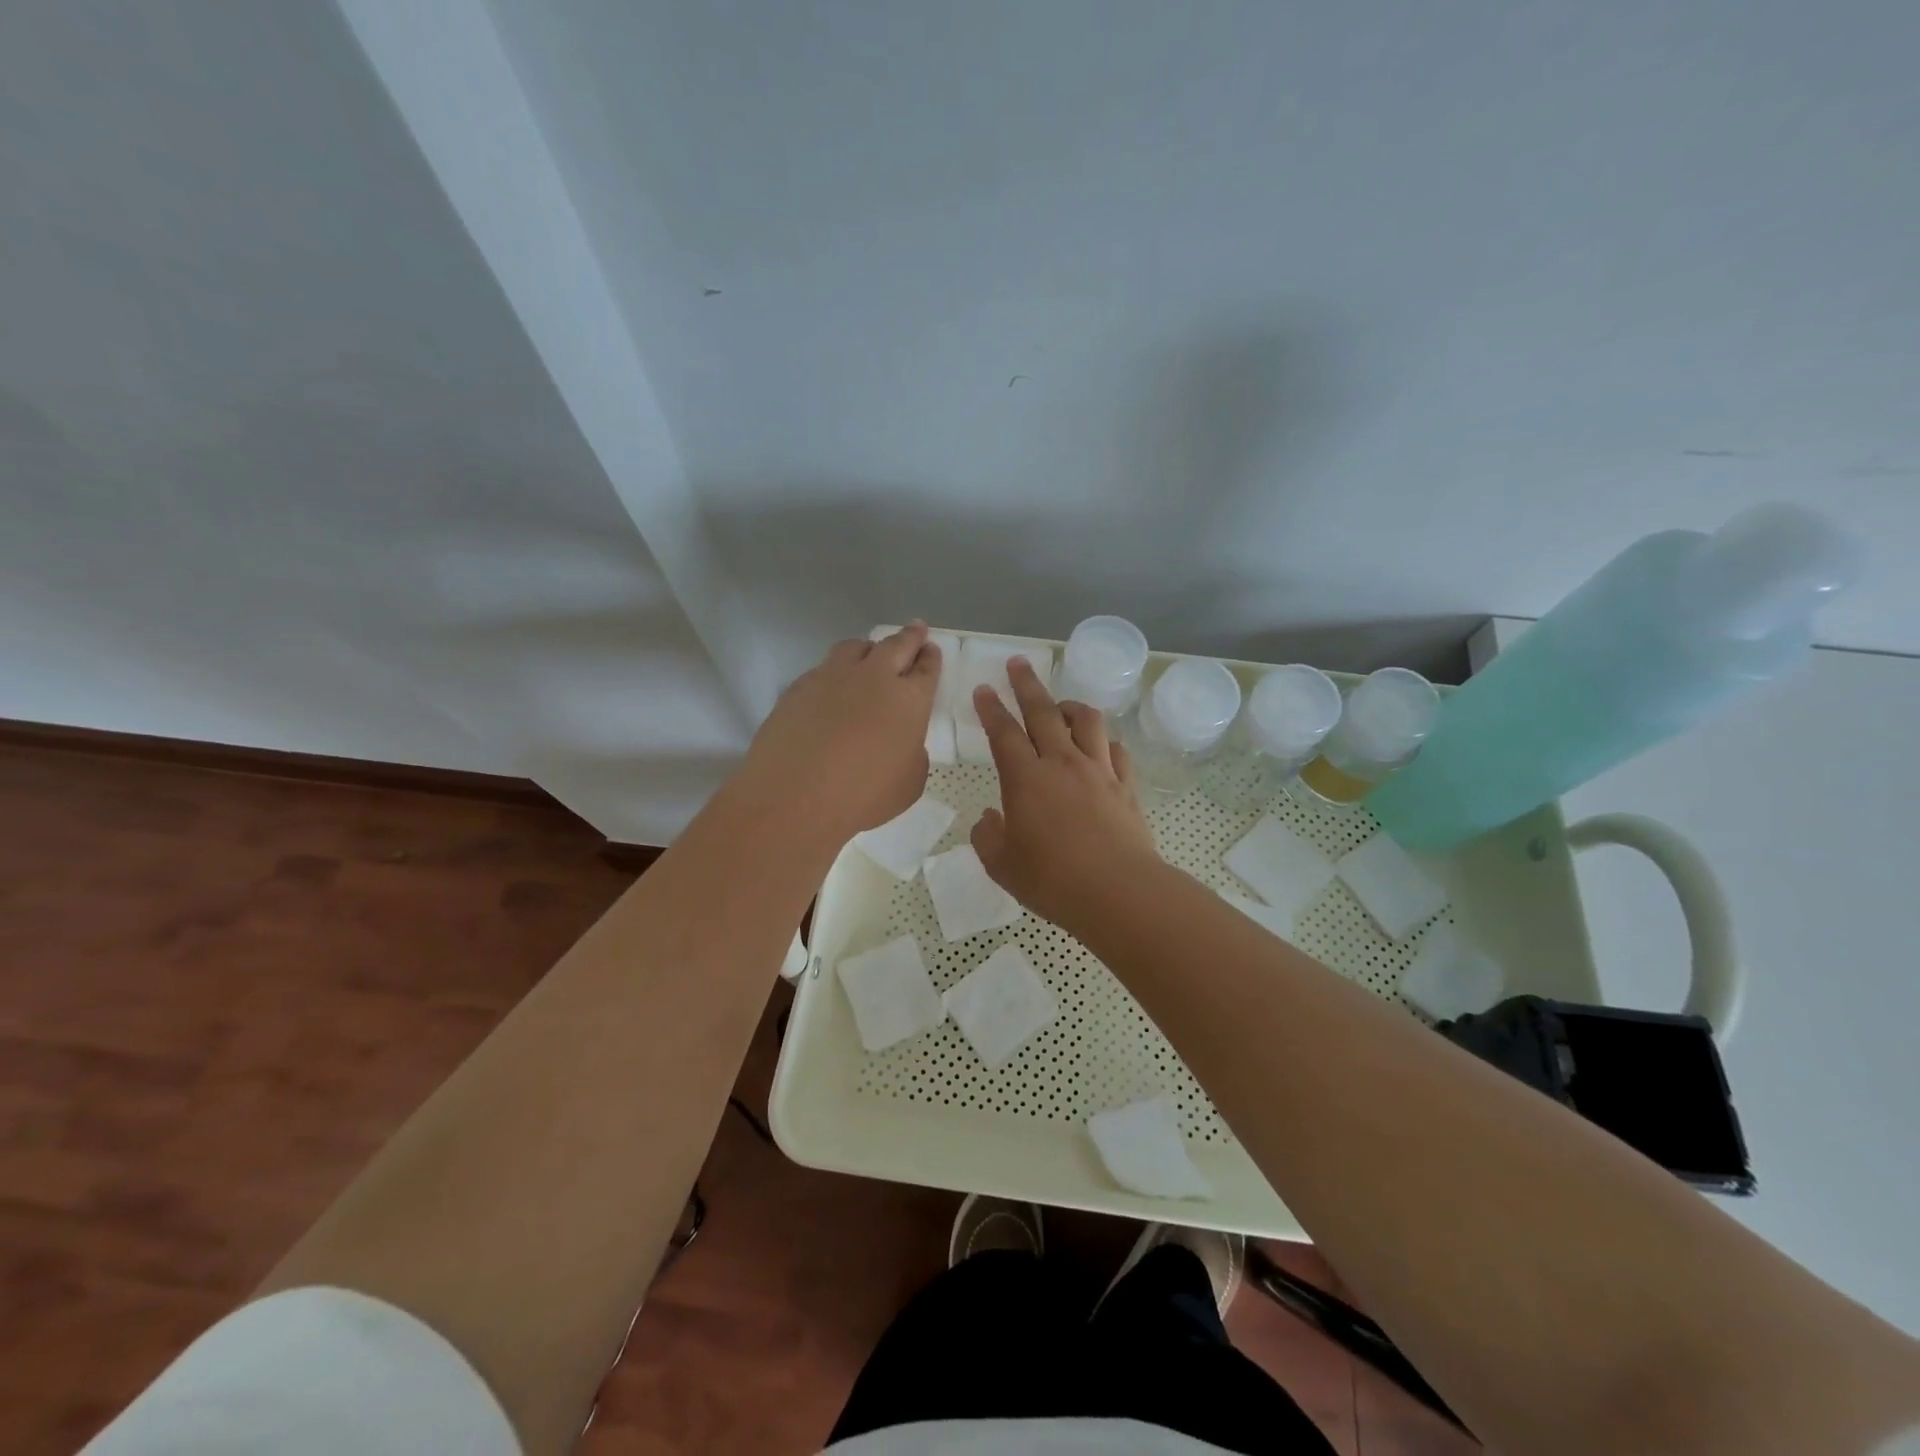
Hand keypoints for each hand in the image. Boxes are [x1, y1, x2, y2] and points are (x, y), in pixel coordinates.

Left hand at [735, 623, 940, 842]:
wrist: (795, 795)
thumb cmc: (863, 796)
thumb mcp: (909, 782)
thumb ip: (912, 753)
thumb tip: (901, 741)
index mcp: (910, 700)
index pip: (927, 669)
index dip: (931, 658)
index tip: (932, 649)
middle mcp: (874, 677)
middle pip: (896, 645)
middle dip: (910, 636)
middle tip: (916, 629)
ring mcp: (833, 677)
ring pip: (856, 647)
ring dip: (869, 648)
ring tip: (870, 654)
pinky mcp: (800, 686)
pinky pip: (824, 668)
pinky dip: (835, 672)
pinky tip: (831, 688)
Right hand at [970, 658, 1160, 927]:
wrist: (1118, 891)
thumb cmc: (1052, 880)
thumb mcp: (1002, 865)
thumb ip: (988, 837)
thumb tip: (988, 818)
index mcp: (1025, 779)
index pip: (1003, 732)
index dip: (990, 708)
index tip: (983, 688)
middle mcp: (1061, 763)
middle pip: (1042, 711)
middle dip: (1026, 684)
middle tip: (1018, 663)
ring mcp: (1098, 771)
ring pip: (1086, 720)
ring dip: (1069, 705)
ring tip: (1060, 705)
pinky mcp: (1125, 786)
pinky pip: (1115, 749)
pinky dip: (1103, 741)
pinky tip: (1098, 747)